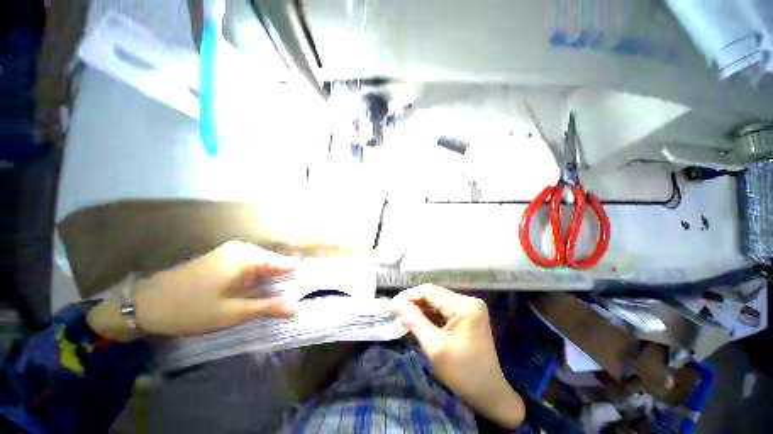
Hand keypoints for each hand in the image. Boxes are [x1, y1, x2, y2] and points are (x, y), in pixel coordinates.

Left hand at [88, 241, 297, 340]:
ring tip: (275, 296)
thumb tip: (297, 308)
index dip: (296, 278)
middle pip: (274, 262)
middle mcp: (243, 248)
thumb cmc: (190, 310)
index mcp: (247, 258)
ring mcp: (231, 250)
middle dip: (283, 279)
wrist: (145, 304)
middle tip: (289, 299)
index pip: (285, 264)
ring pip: (263, 263)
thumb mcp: (232, 313)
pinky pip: (250, 263)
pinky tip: (256, 289)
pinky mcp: (223, 256)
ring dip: (270, 278)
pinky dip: (257, 276)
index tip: (306, 290)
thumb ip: (267, 307)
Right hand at [395, 284, 524, 428]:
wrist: (489, 395)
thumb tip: (397, 303)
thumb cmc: (463, 375)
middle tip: (395, 311)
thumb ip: (415, 321)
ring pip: (437, 301)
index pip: (430, 291)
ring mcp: (469, 308)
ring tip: (403, 316)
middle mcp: (468, 301)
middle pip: (434, 294)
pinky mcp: (467, 315)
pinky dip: (429, 314)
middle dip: (414, 302)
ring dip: (420, 308)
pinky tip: (418, 320)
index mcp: (465, 306)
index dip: (409, 295)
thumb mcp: (435, 348)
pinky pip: (443, 309)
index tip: (392, 305)